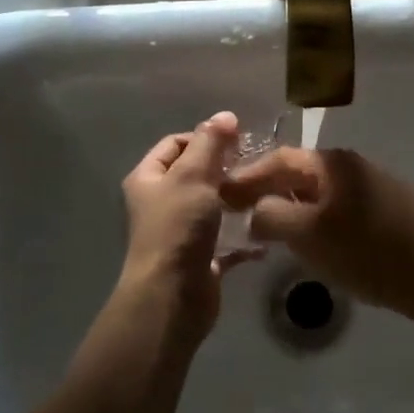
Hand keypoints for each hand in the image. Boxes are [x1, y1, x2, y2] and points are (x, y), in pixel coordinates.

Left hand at [117, 111, 249, 342]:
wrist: (172, 297)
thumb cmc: (178, 227)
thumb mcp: (193, 176)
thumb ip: (210, 143)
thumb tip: (225, 115)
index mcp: (148, 179)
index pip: (175, 144)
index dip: (204, 137)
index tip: (236, 141)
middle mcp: (160, 203)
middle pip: (194, 175)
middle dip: (224, 169)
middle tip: (254, 166)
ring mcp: (180, 233)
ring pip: (212, 207)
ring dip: (236, 201)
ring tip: (264, 193)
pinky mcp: (200, 259)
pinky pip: (226, 241)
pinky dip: (243, 237)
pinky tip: (265, 231)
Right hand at [220, 147, 413, 325]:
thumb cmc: (367, 252)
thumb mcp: (309, 236)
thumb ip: (272, 216)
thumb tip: (255, 210)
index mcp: (333, 163)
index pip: (279, 159)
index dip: (248, 176)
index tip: (222, 194)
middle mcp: (353, 163)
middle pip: (300, 172)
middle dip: (268, 190)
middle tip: (242, 211)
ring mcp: (374, 183)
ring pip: (320, 190)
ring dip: (293, 204)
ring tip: (272, 228)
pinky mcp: (388, 206)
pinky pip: (339, 204)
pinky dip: (317, 215)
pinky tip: (313, 238)